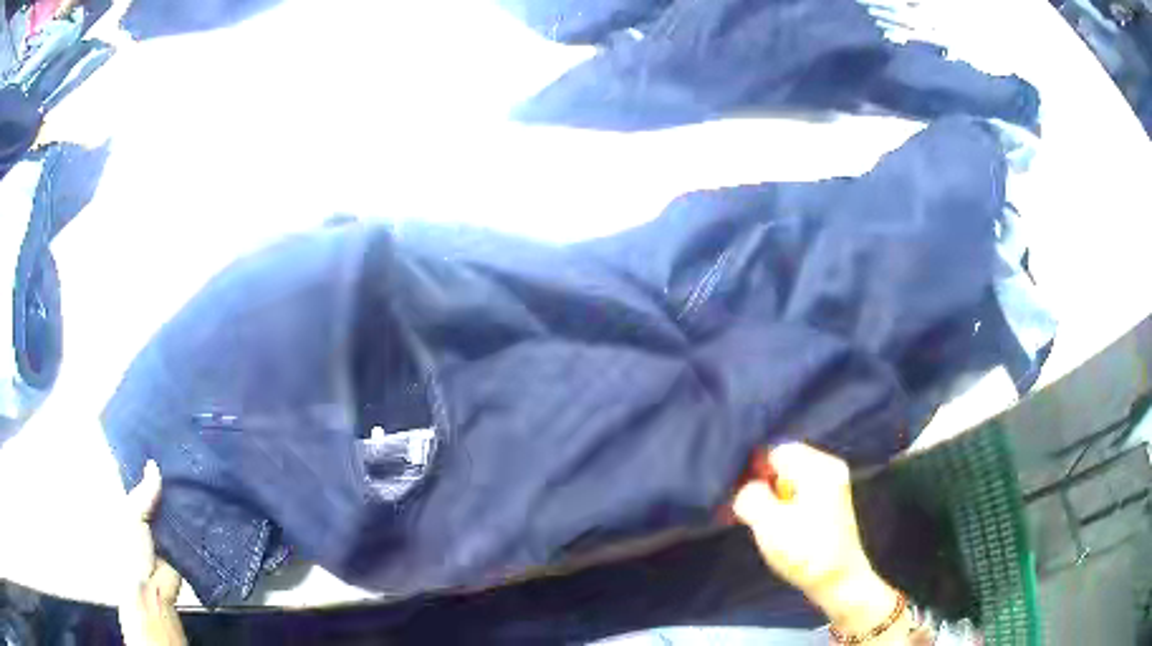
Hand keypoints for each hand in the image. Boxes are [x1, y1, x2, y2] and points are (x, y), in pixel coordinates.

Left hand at [118, 461, 186, 645]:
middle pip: (155, 491)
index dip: (142, 462)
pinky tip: (203, 498)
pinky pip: (186, 526)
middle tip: (179, 452)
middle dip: (165, 478)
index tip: (155, 440)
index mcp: (127, 505)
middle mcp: (145, 514)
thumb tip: (154, 464)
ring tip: (194, 471)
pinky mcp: (181, 544)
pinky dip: (193, 516)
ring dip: (181, 497)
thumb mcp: (130, 515)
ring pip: (172, 507)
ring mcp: (163, 530)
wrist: (152, 590)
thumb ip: (143, 493)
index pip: (135, 478)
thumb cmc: (129, 549)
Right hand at [732, 443, 909, 639]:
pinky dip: (782, 505)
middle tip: (743, 511)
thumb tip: (746, 487)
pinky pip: (799, 492)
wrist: (839, 582)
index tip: (738, 496)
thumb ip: (750, 496)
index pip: (776, 451)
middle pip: (783, 463)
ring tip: (756, 522)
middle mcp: (829, 469)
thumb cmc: (805, 551)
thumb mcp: (769, 523)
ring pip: (789, 480)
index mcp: (819, 467)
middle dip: (760, 485)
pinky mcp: (829, 504)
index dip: (753, 471)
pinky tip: (773, 526)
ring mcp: (832, 486)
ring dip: (769, 498)